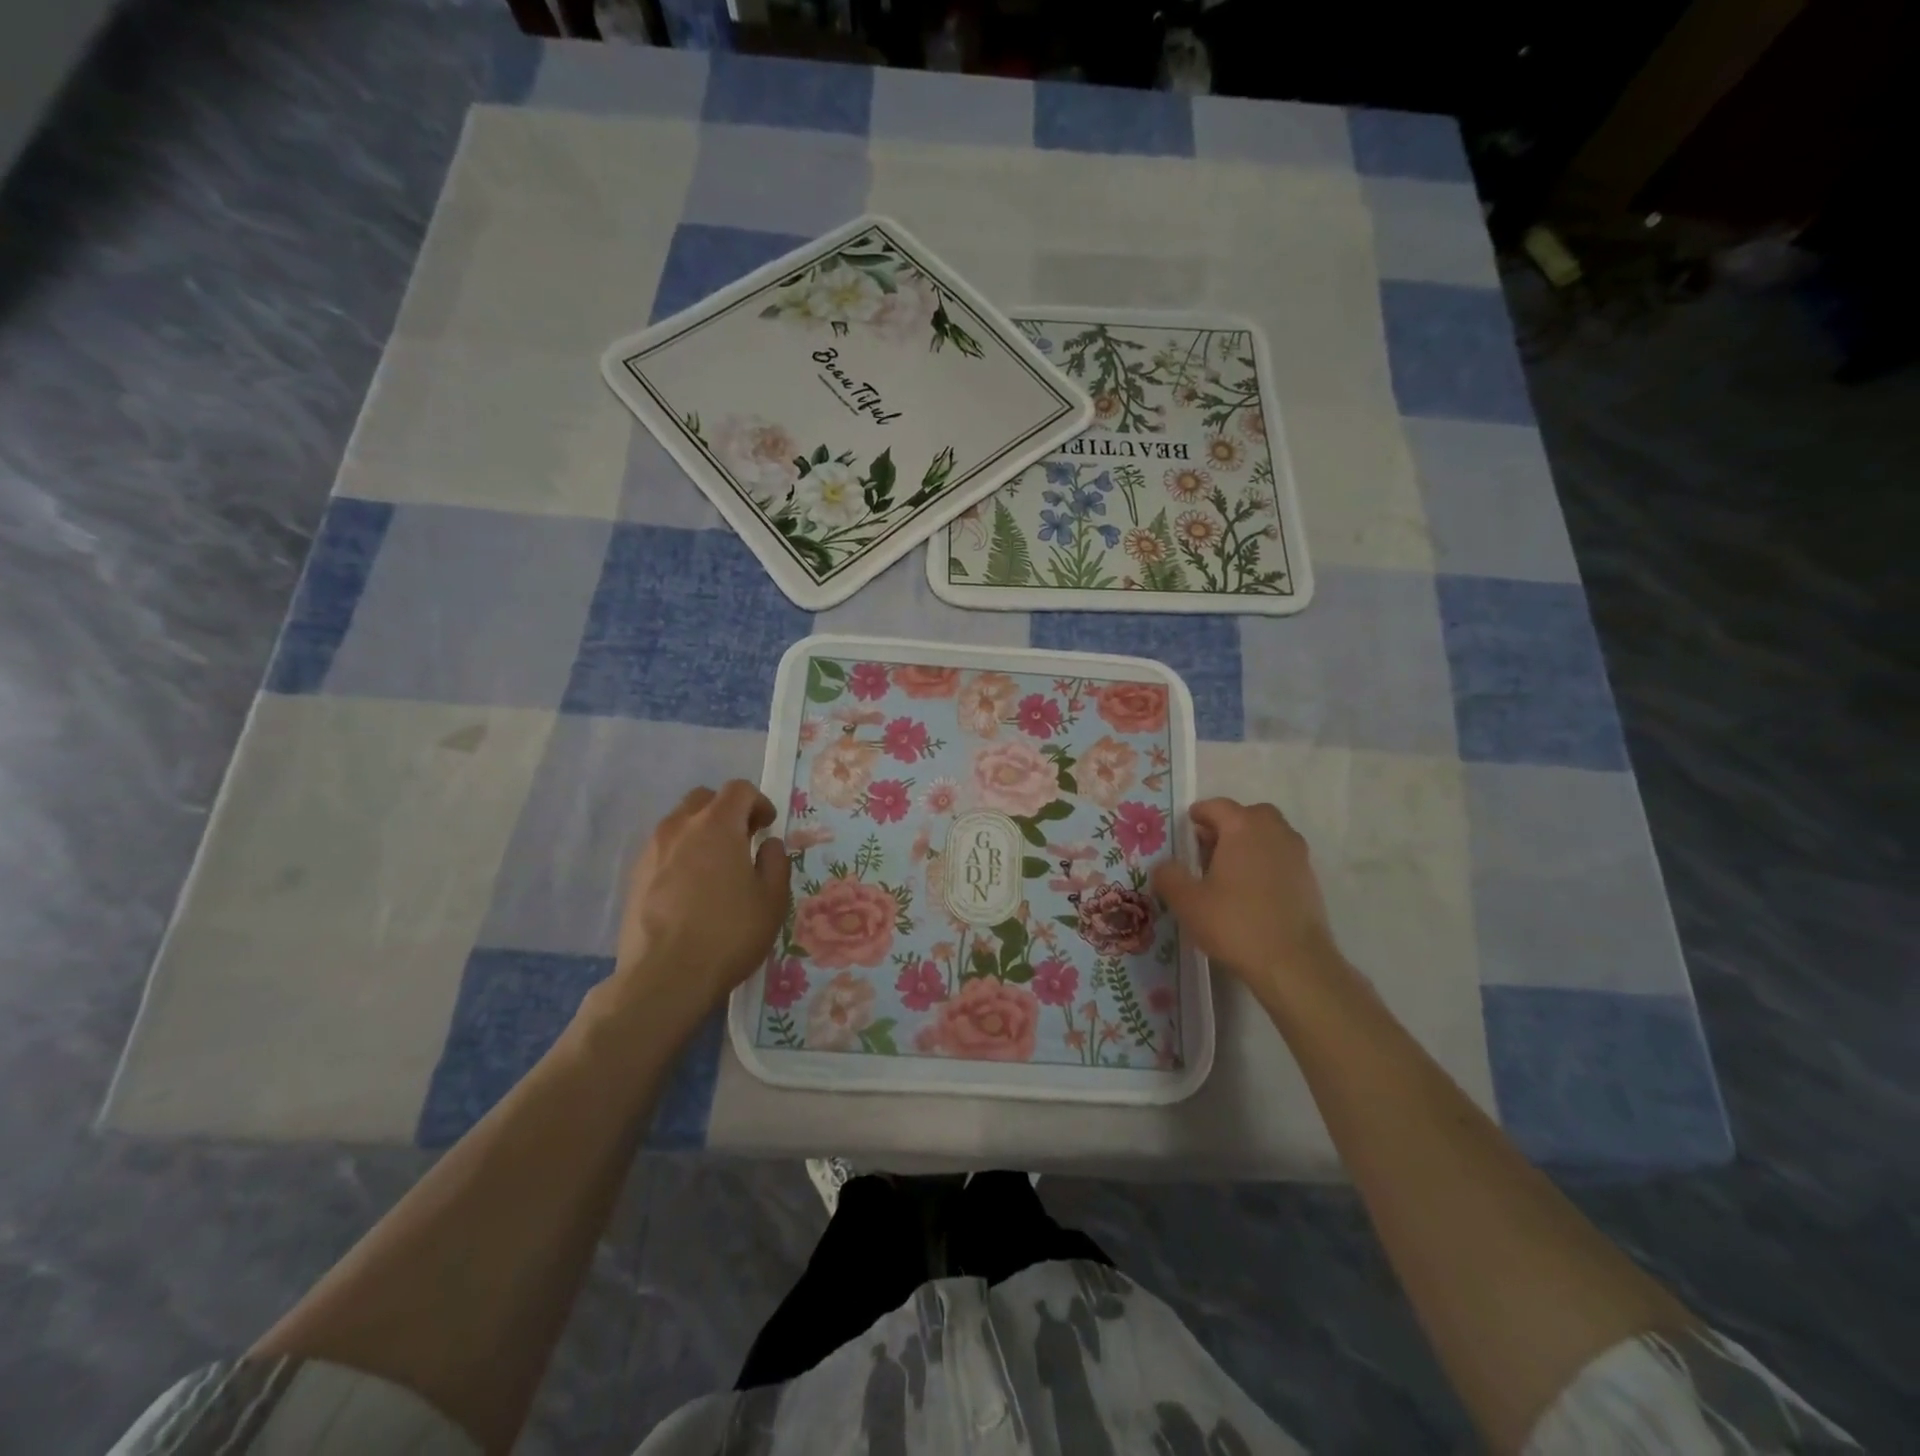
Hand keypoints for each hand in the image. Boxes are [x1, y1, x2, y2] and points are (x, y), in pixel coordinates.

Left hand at [605, 781, 790, 1025]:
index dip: (758, 802)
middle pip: (704, 799)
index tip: (767, 827)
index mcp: (717, 824)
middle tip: (742, 841)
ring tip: (715, 867)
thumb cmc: (728, 933)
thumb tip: (767, 844)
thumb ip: (775, 862)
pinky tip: (691, 890)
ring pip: (679, 823)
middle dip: (726, 811)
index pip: (738, 789)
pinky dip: (681, 855)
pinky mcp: (635, 876)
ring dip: (700, 833)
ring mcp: (652, 851)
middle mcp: (679, 827)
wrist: (664, 976)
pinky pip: (663, 850)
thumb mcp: (772, 899)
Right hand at [1152, 798, 1341, 997]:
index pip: (1217, 806)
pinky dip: (1265, 864)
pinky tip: (1251, 892)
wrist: (1295, 964)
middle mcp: (1274, 832)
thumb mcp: (1187, 902)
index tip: (1186, 829)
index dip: (1198, 814)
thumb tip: (1164, 866)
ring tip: (1227, 872)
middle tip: (1207, 849)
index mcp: (1243, 828)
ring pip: (1269, 836)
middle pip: (1248, 816)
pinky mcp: (1310, 880)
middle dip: (1227, 826)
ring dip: (1248, 844)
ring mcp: (1297, 855)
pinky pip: (1281, 858)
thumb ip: (1169, 877)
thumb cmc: (1236, 923)